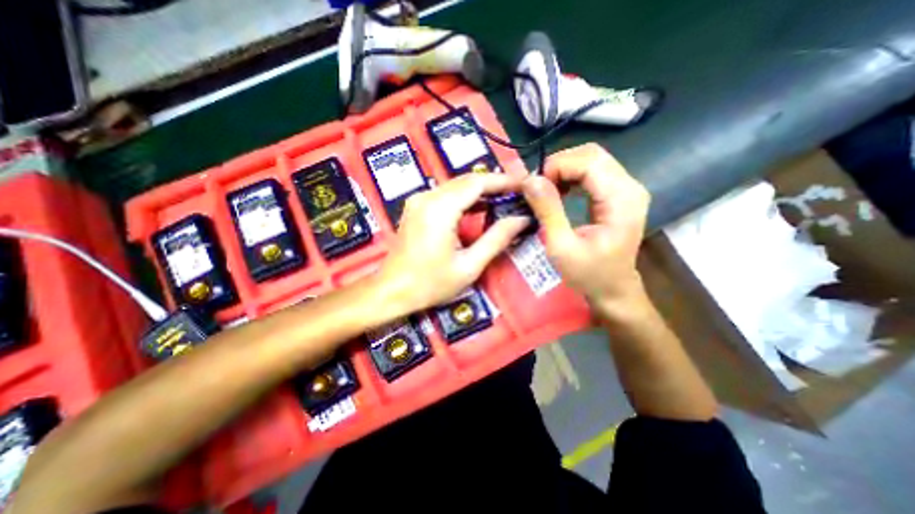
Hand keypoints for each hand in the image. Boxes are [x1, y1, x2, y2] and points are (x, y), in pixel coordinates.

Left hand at [373, 175, 528, 315]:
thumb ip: (497, 239)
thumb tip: (521, 220)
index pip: (477, 182)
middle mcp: (427, 197)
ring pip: (456, 186)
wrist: (392, 291)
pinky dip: (465, 199)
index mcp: (440, 209)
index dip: (503, 181)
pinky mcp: (417, 207)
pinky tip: (480, 208)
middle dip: (494, 185)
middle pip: (467, 181)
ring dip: (481, 192)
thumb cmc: (430, 284)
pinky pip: (446, 195)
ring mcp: (419, 200)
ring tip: (504, 200)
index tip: (525, 185)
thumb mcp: (469, 266)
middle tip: (518, 194)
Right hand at [522, 142, 649, 320]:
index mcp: (621, 200)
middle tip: (537, 187)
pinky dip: (572, 177)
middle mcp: (630, 187)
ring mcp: (627, 189)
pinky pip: (594, 172)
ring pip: (592, 160)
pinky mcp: (619, 195)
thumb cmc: (589, 274)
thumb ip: (548, 211)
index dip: (557, 166)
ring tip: (545, 190)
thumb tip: (530, 180)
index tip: (533, 185)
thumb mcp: (562, 246)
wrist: (613, 290)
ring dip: (564, 170)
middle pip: (592, 155)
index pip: (589, 161)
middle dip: (559, 165)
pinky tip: (560, 192)